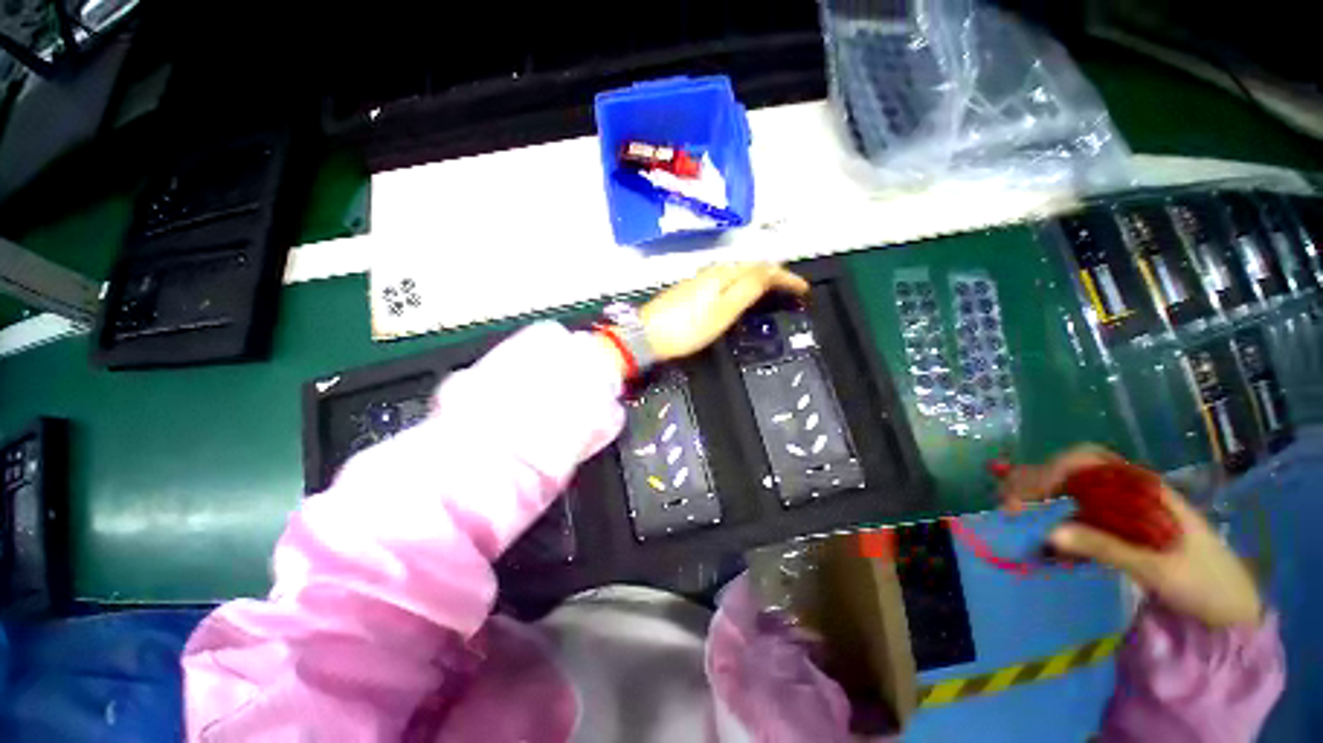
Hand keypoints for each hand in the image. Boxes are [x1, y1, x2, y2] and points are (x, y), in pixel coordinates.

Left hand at [638, 262, 809, 361]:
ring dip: (758, 277)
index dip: (786, 277)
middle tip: (790, 287)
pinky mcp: (691, 290)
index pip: (763, 269)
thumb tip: (769, 273)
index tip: (803, 288)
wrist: (647, 336)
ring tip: (772, 288)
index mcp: (723, 276)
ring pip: (737, 271)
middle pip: (750, 266)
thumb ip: (747, 291)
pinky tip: (740, 292)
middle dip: (774, 273)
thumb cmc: (686, 329)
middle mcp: (712, 272)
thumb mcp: (722, 312)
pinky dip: (741, 283)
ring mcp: (700, 280)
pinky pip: (726, 279)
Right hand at [1001, 445, 1263, 628]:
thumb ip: (1105, 547)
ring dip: (1040, 494)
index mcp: (1142, 488)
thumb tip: (1048, 534)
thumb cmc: (1201, 581)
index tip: (1022, 498)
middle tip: (1006, 503)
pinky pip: (1079, 510)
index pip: (1084, 461)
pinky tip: (1043, 528)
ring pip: (1071, 487)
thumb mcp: (1156, 567)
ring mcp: (1125, 506)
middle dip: (1034, 480)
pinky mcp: (1121, 525)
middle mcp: (1129, 488)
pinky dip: (1055, 513)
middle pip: (1072, 469)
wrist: (1229, 606)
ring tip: (1013, 511)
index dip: (1047, 473)